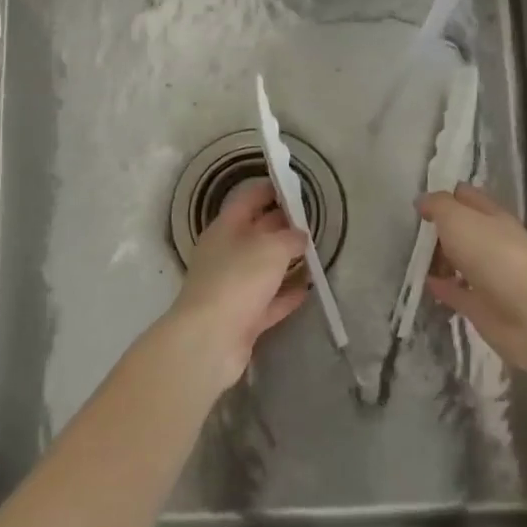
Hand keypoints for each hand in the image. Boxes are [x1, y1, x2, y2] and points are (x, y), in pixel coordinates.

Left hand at [166, 178, 308, 390]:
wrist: (210, 340)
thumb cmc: (238, 280)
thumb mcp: (271, 248)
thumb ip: (290, 237)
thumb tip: (300, 236)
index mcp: (225, 228)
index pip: (248, 199)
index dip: (270, 189)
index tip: (295, 186)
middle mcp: (226, 254)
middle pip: (257, 232)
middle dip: (283, 225)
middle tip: (314, 221)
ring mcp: (233, 287)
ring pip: (264, 268)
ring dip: (287, 261)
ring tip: (316, 254)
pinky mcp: (242, 317)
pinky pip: (269, 300)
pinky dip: (287, 294)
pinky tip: (308, 289)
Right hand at [418, 184, 526, 375]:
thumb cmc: (493, 255)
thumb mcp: (458, 218)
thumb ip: (438, 206)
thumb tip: (422, 201)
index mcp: (493, 217)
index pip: (467, 197)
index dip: (445, 196)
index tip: (418, 202)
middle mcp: (493, 243)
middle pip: (463, 231)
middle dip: (440, 230)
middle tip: (411, 232)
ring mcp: (490, 275)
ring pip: (460, 261)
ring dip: (440, 259)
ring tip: (412, 258)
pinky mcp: (483, 306)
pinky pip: (457, 292)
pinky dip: (442, 287)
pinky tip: (424, 284)